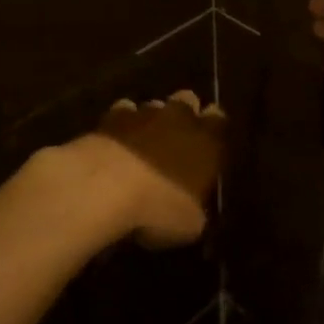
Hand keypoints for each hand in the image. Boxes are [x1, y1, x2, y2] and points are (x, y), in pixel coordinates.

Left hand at [38, 90, 224, 248]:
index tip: (209, 140)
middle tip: (177, 137)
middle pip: (188, 100)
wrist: (104, 188)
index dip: (213, 127)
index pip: (218, 119)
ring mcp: (143, 113)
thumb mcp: (189, 223)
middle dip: (184, 114)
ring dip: (151, 120)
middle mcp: (179, 118)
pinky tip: (115, 143)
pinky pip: (122, 112)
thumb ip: (195, 208)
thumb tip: (192, 209)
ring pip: (154, 105)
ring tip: (143, 143)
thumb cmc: (159, 206)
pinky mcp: (110, 117)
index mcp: (207, 140)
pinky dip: (121, 125)